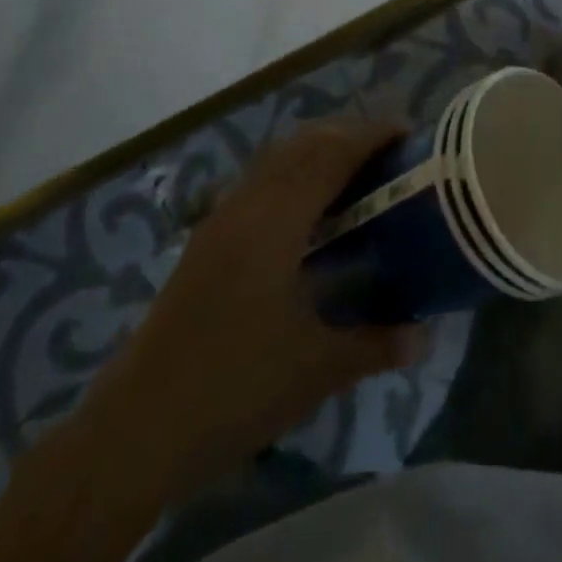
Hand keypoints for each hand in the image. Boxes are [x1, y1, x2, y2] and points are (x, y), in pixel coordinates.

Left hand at [115, 120, 428, 472]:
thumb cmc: (233, 387)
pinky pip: (260, 181)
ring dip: (318, 151)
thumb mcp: (315, 370)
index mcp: (277, 219)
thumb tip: (424, 336)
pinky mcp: (207, 239)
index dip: (372, 135)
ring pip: (277, 158)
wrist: (136, 427)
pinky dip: (293, 174)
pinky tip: (307, 213)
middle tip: (389, 154)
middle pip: (304, 143)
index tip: (409, 134)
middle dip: (348, 135)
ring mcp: (222, 218)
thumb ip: (376, 345)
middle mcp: (248, 203)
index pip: (332, 153)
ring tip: (354, 174)